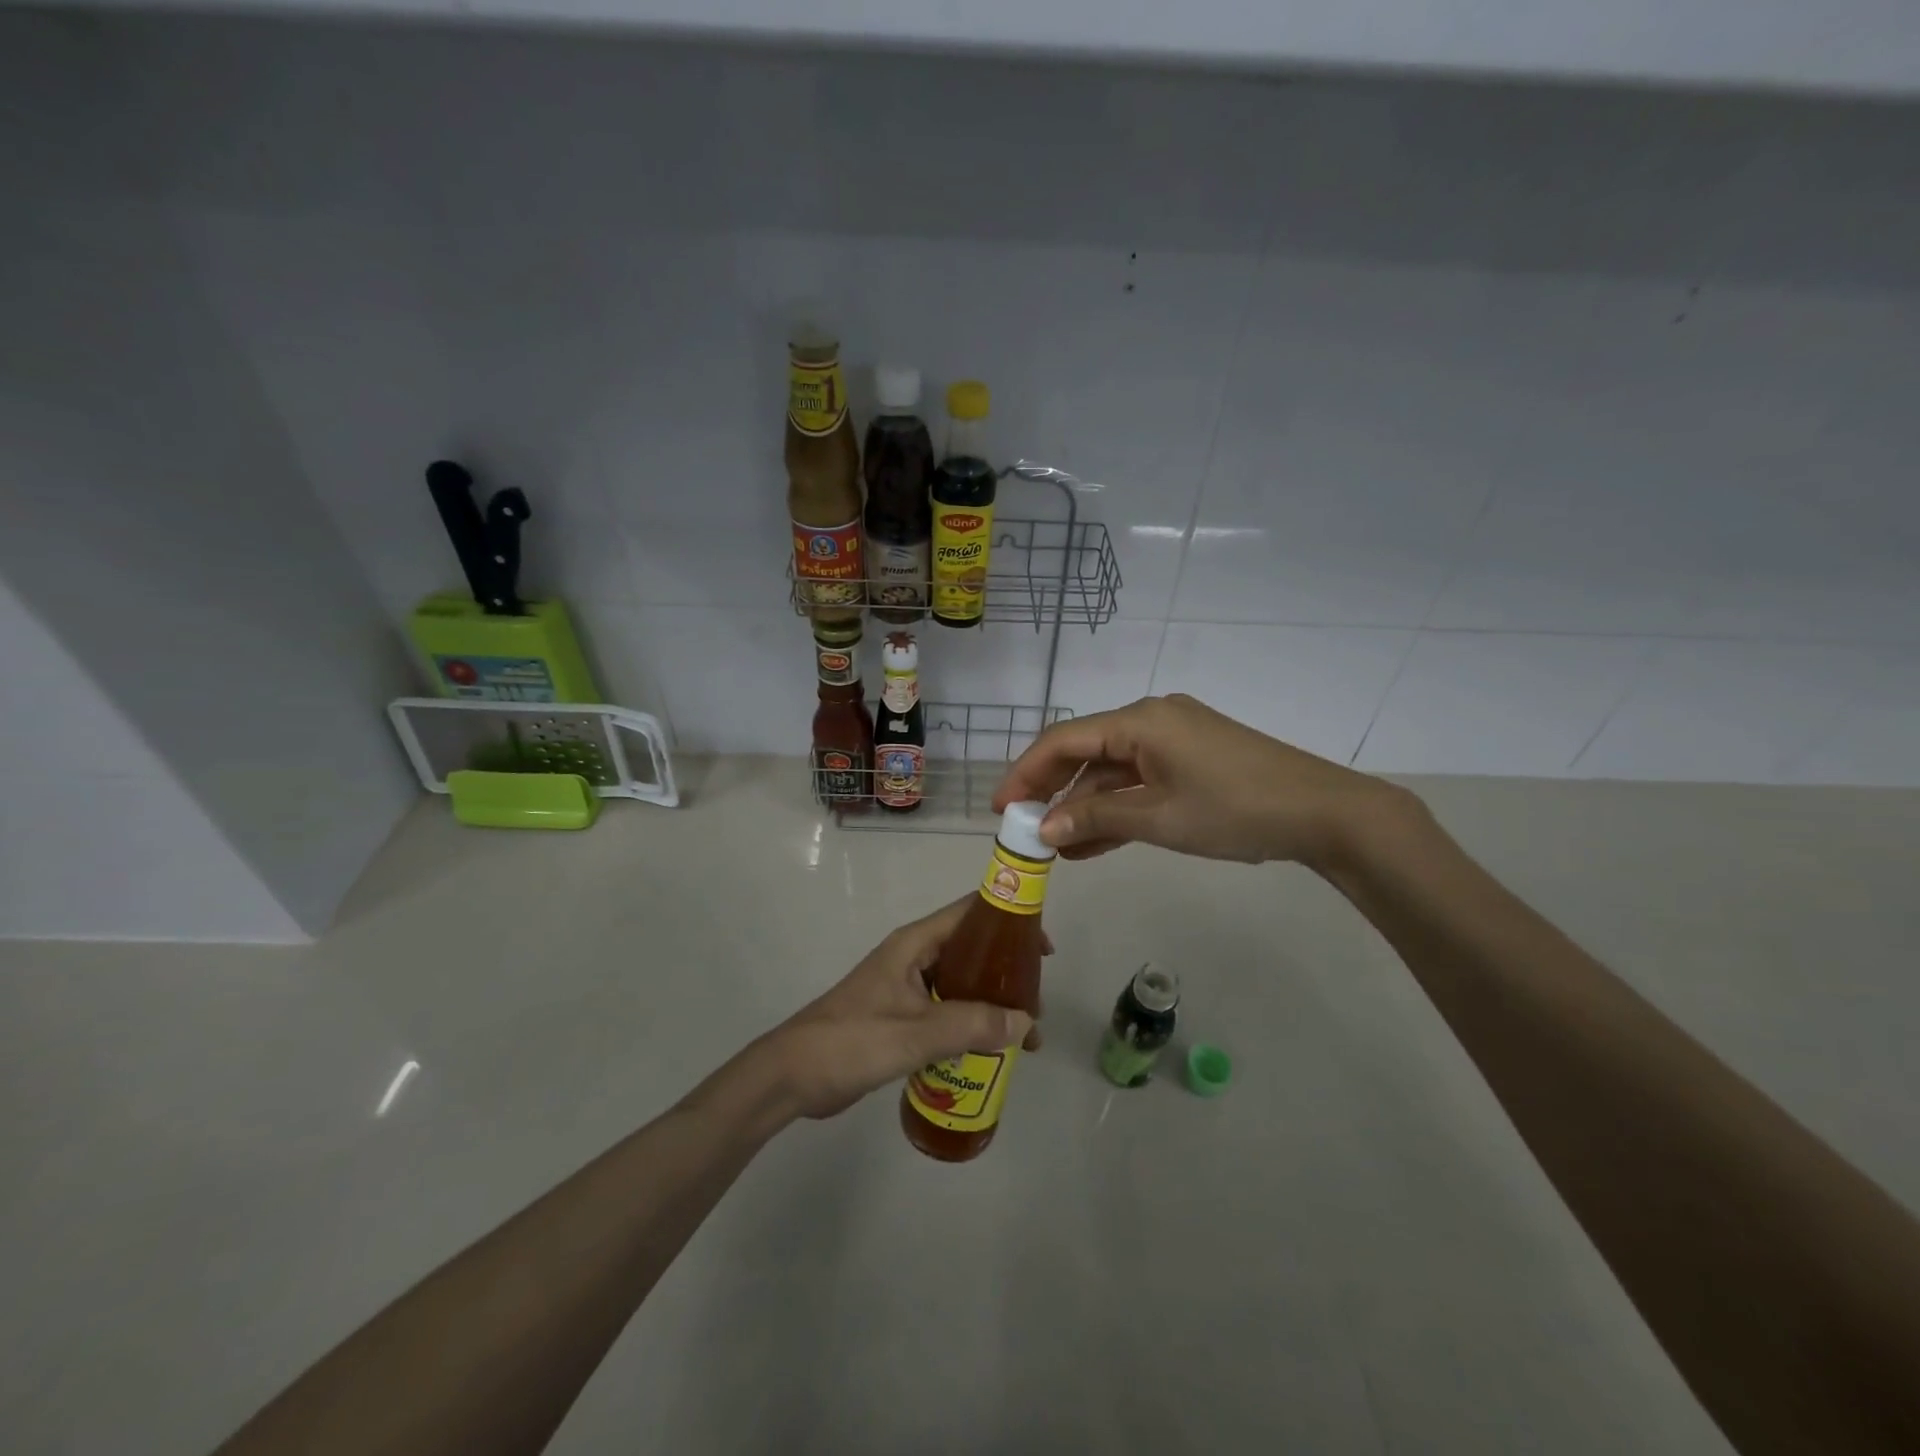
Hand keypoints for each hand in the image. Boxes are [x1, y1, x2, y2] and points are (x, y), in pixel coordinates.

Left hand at [758, 897, 1045, 1120]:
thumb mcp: (915, 1033)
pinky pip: (947, 1013)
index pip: (970, 913)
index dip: (1009, 920)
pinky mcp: (901, 1018)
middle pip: (971, 951)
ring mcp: (906, 988)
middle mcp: (914, 958)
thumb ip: (971, 1026)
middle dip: (1007, 973)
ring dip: (991, 1005)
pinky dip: (971, 1026)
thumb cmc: (852, 1040)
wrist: (793, 1076)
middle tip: (1037, 1004)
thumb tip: (1026, 1023)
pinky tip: (990, 1052)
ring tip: (1024, 1036)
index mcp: (914, 944)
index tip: (1044, 948)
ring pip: (961, 985)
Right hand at [994, 693, 1415, 868]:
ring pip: (1113, 769)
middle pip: (1085, 751)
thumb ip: (1095, 820)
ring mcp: (1175, 738)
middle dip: (1052, 790)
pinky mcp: (1192, 758)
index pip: (1063, 740)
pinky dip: (1118, 807)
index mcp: (1139, 721)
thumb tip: (1044, 830)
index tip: (1001, 808)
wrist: (1324, 812)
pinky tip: (1095, 841)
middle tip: (1023, 827)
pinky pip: (1140, 779)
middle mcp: (1151, 719)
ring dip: (1085, 806)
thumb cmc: (1234, 809)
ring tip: (1057, 847)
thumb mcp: (1158, 818)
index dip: (1026, 772)